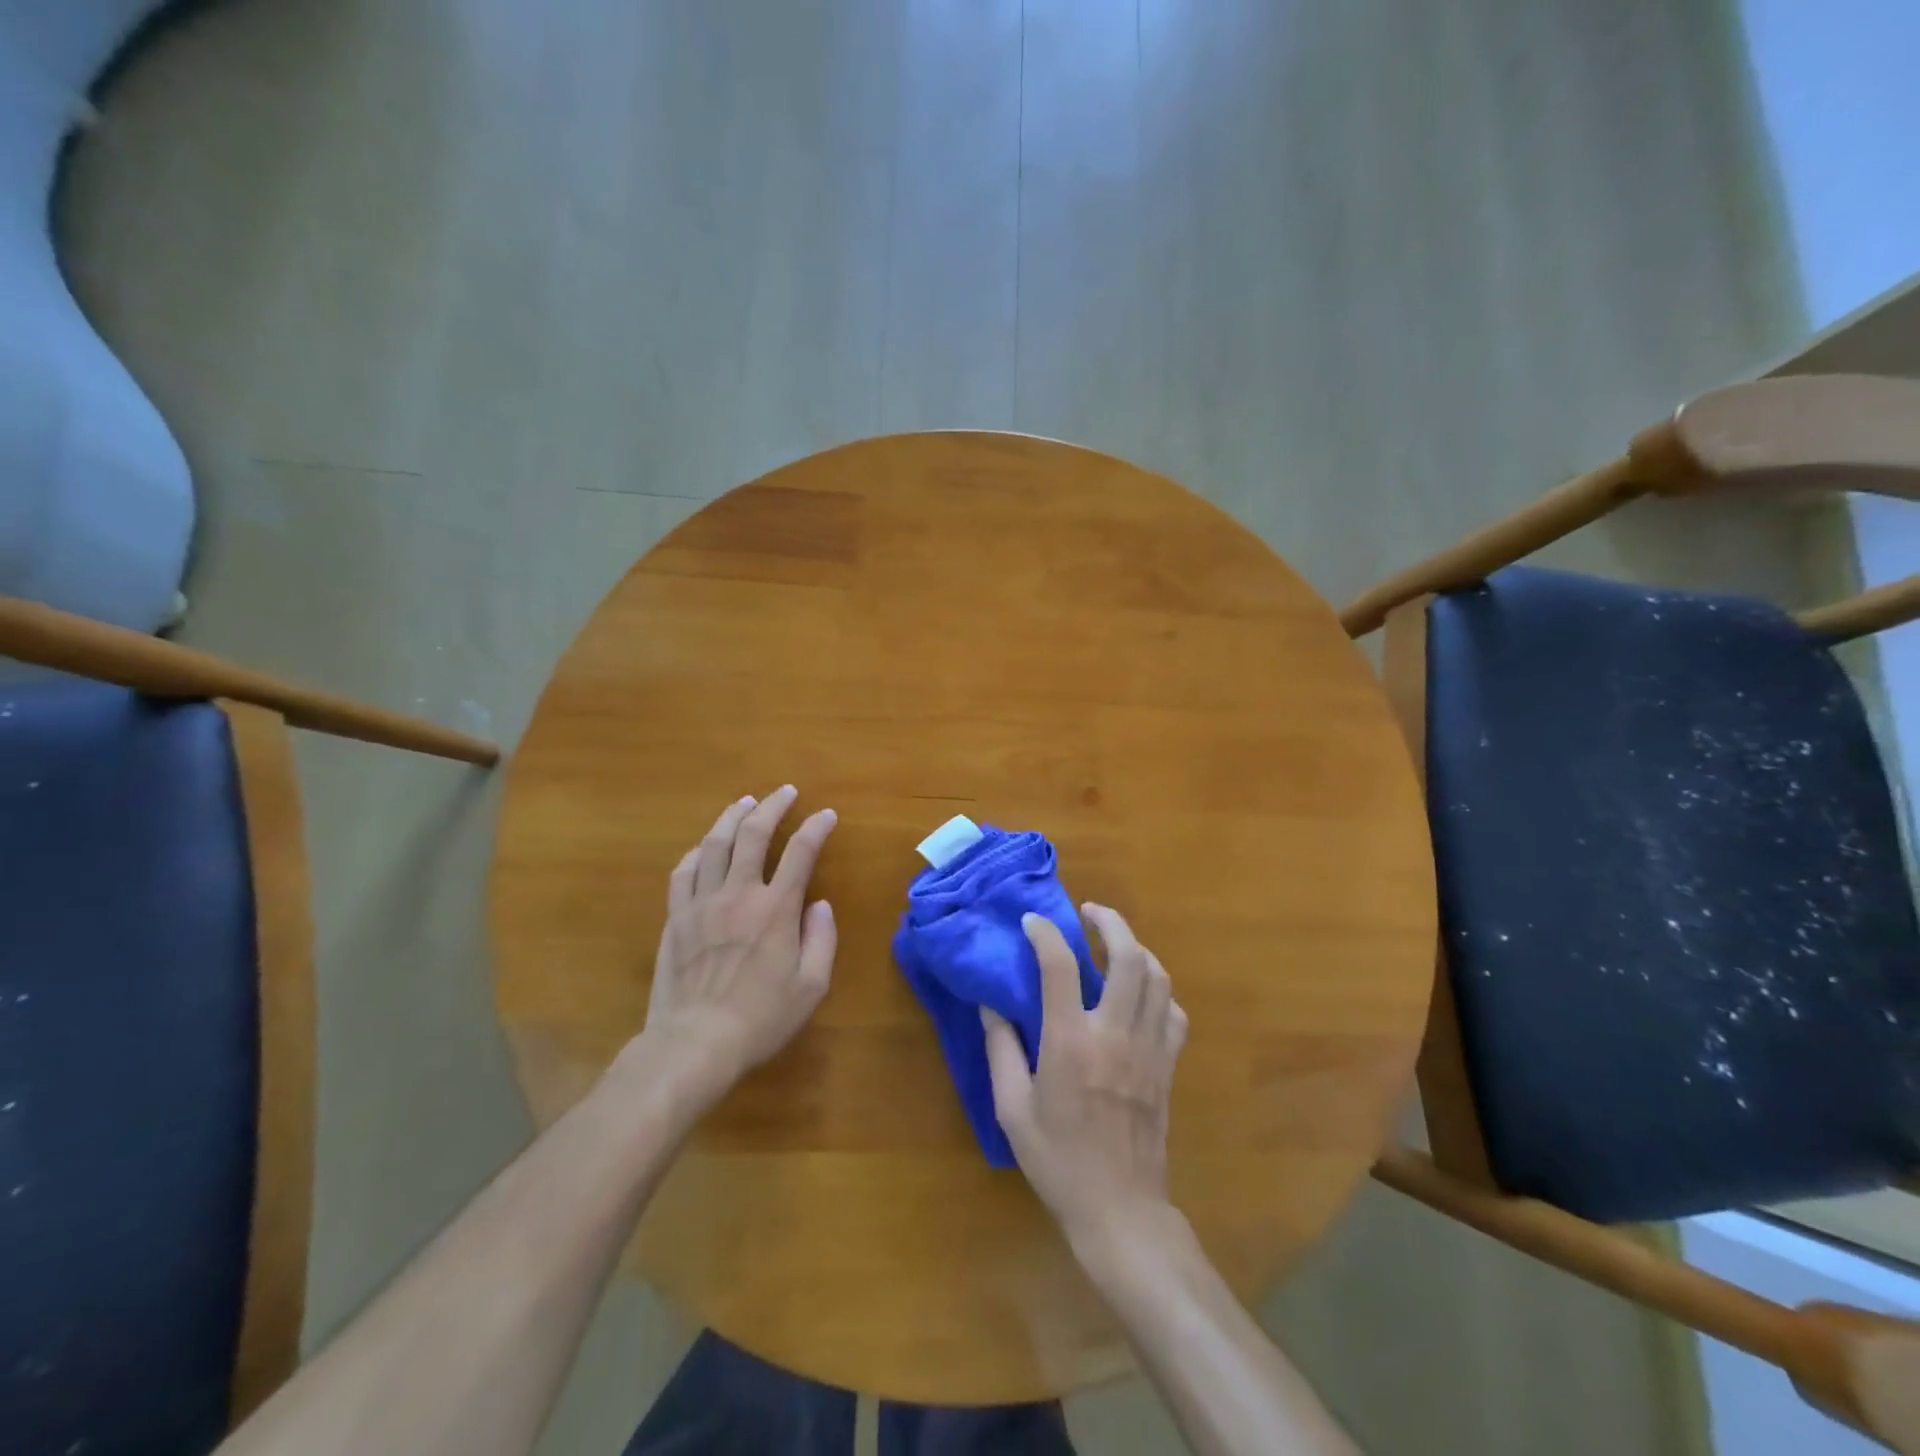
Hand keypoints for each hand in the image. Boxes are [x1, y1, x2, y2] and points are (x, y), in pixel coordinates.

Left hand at [633, 787, 837, 1104]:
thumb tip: (819, 905)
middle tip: (784, 791)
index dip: (816, 827)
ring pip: (715, 844)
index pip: (800, 852)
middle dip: (773, 806)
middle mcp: (738, 894)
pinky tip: (705, 847)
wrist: (694, 1043)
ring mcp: (702, 903)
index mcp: (775, 909)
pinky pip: (683, 872)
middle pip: (753, 834)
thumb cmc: (760, 1019)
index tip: (826, 814)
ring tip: (746, 803)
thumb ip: (822, 940)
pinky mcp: (676, 918)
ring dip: (732, 817)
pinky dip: (698, 852)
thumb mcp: (810, 987)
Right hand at [981, 906, 1188, 1247]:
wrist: (1119, 1210)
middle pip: (1128, 957)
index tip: (1031, 922)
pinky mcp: (1168, 1066)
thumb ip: (1001, 1049)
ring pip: (1157, 978)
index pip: (1060, 966)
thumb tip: (990, 1004)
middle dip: (1110, 922)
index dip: (1045, 934)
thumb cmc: (1057, 1160)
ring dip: (1137, 949)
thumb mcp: (1012, 1108)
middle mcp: (1115, 1035)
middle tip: (1089, 913)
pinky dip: (1159, 991)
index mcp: (1070, 1043)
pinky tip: (1140, 994)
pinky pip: (1173, 1013)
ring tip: (1114, 944)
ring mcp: (1149, 1049)